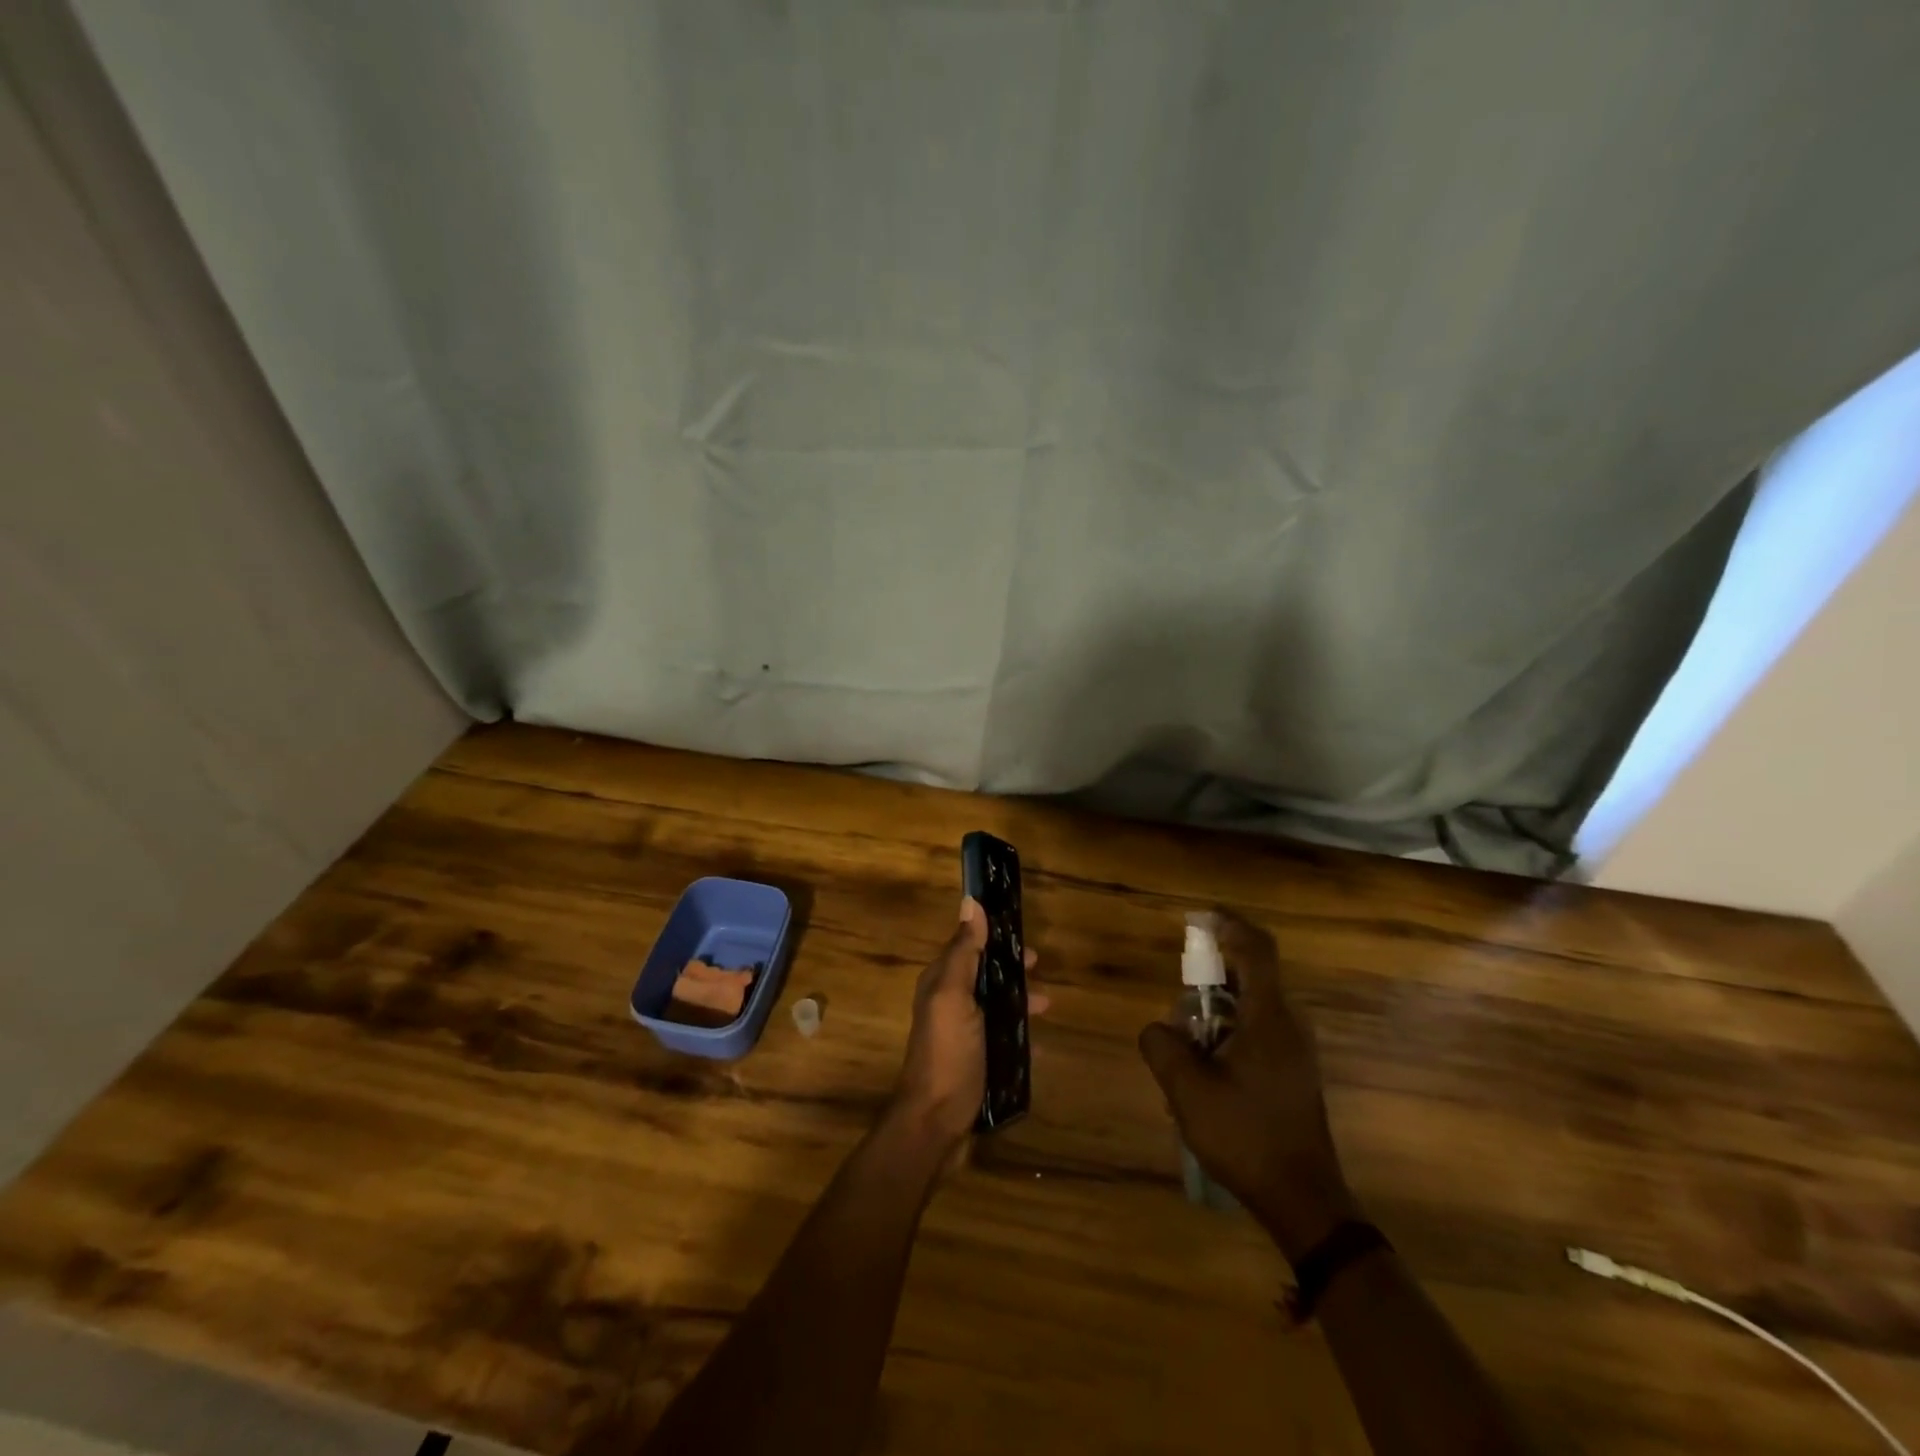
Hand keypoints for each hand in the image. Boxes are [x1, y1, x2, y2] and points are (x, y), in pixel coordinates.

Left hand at [891, 898, 1041, 1152]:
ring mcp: (962, 1035)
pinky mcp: (976, 1061)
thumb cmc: (947, 1053)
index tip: (1022, 930)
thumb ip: (963, 952)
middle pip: (983, 975)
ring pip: (995, 1005)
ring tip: (1047, 1005)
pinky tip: (1040, 1041)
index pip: (967, 947)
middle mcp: (949, 1004)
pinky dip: (1019, 1033)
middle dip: (1010, 968)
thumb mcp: (954, 996)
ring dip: (1019, 999)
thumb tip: (970, 902)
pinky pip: (1002, 1037)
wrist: (935, 1123)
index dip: (992, 936)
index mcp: (941, 983)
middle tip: (1040, 967)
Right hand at [1138, 912, 1358, 1260]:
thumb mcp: (1187, 1090)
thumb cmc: (1246, 1137)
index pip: (1256, 949)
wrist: (1304, 1201)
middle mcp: (1289, 1024)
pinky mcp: (1294, 1072)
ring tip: (1186, 1049)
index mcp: (1269, 1018)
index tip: (1199, 919)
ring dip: (1216, 1013)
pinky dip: (1228, 1034)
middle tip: (1180, 1006)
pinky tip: (1206, 1073)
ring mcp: (1296, 1050)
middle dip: (1210, 979)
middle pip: (1250, 976)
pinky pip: (1258, 1032)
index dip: (1229, 925)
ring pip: (1251, 1007)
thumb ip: (1162, 1045)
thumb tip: (1159, 1029)